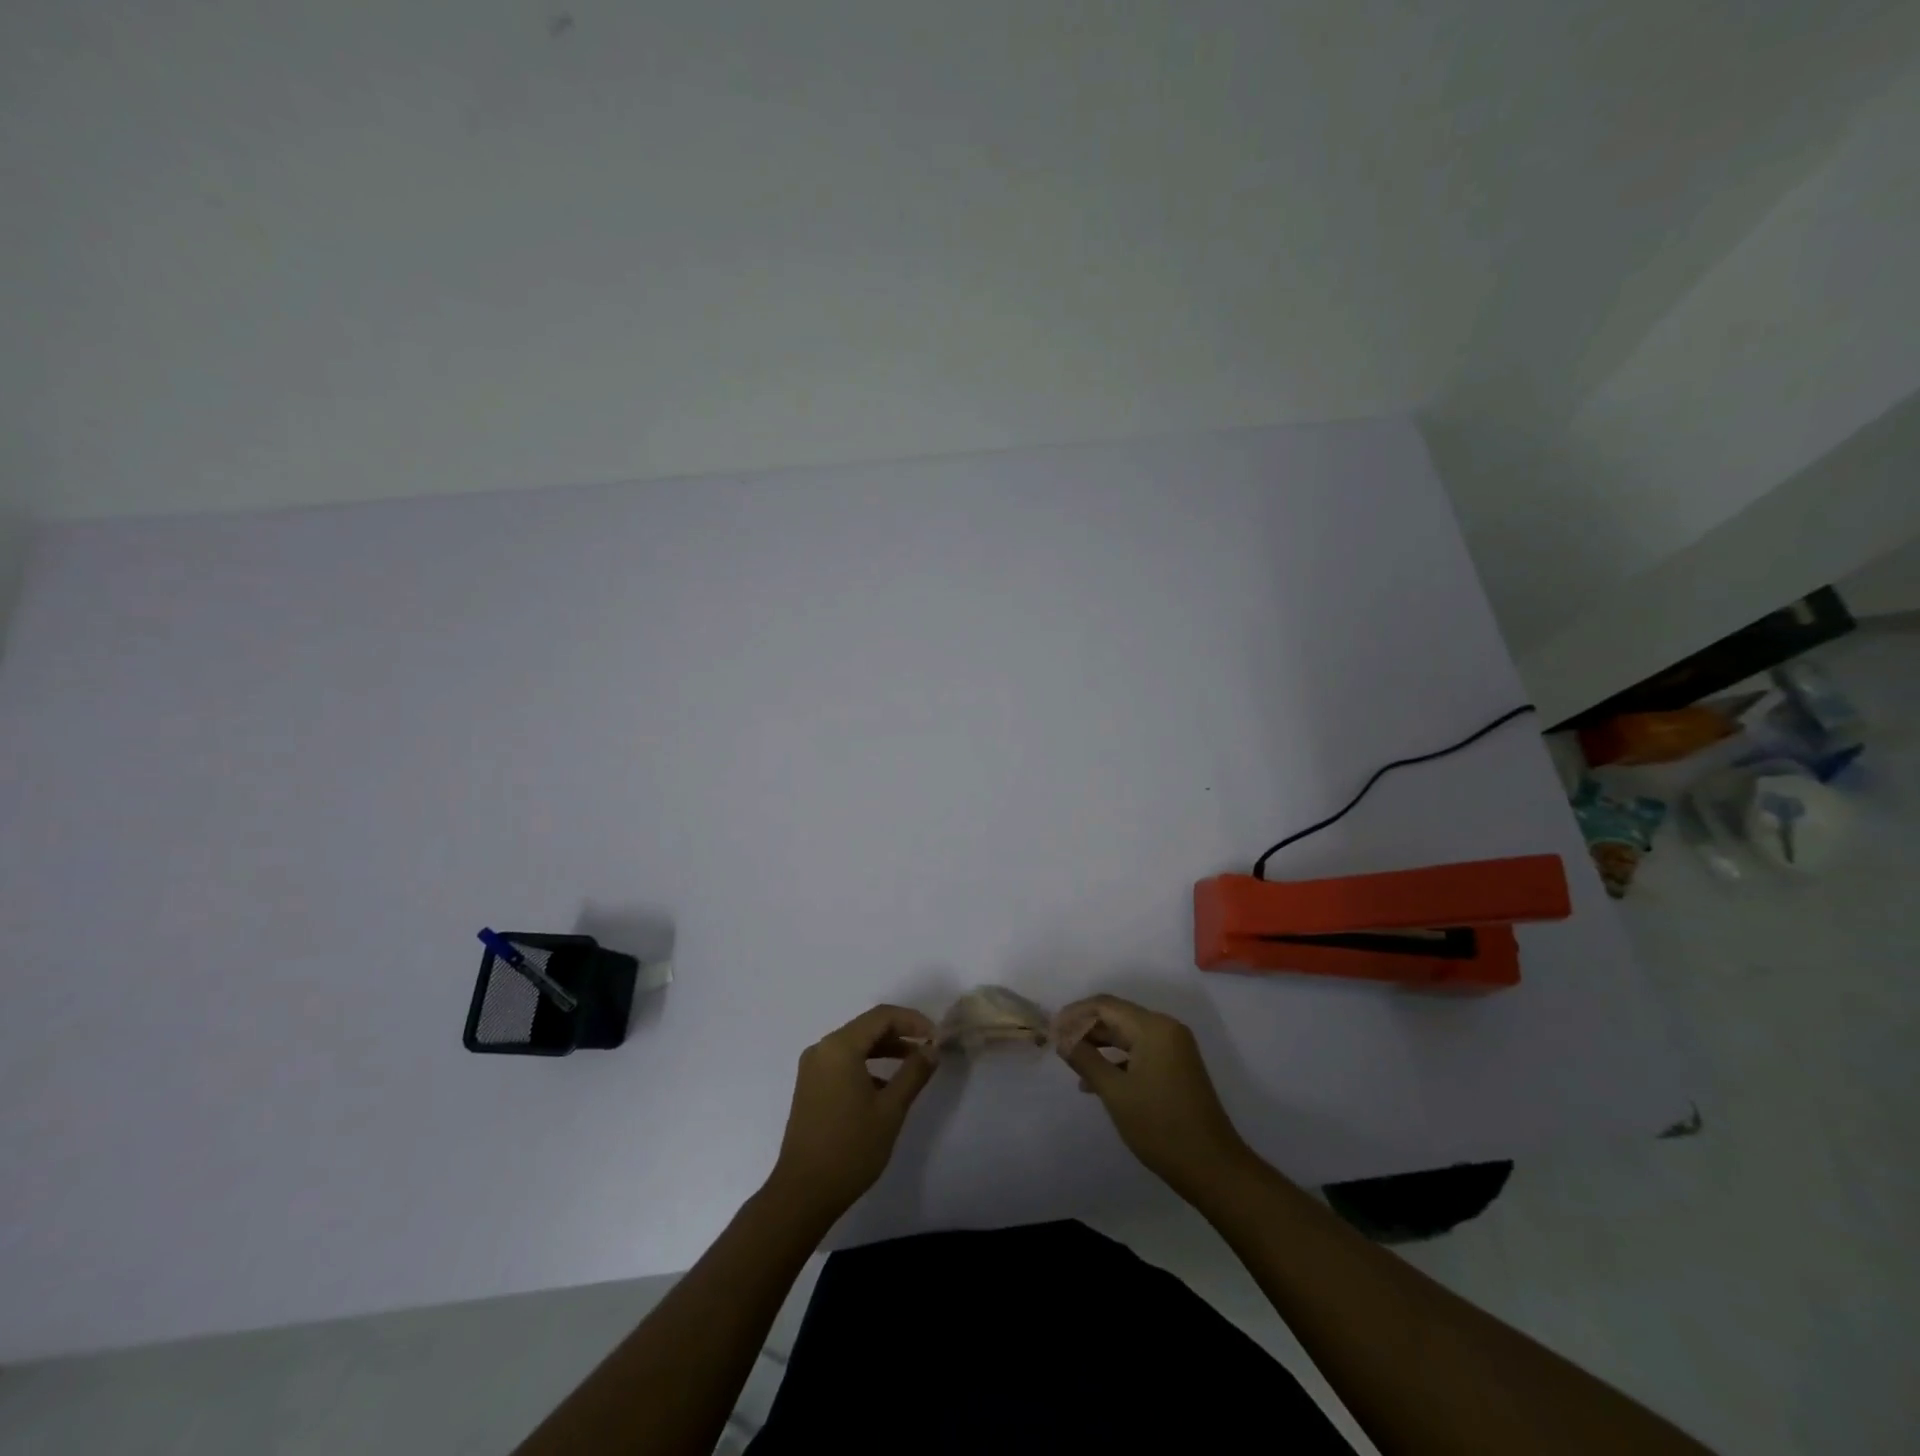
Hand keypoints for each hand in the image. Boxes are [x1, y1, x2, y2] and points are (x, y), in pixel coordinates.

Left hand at [766, 1005, 939, 1224]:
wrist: (803, 1193)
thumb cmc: (850, 1148)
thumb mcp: (890, 1110)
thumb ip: (914, 1073)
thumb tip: (932, 1049)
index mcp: (839, 1047)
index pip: (882, 1016)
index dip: (912, 1021)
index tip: (936, 1037)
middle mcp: (822, 1049)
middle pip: (867, 1027)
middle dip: (900, 1034)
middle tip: (928, 1048)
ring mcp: (813, 1068)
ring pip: (855, 1045)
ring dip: (885, 1050)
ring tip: (913, 1064)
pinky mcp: (810, 1086)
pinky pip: (843, 1062)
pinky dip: (867, 1065)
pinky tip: (885, 1086)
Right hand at [1055, 995, 1253, 1198]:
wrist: (1213, 1168)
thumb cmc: (1161, 1128)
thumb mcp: (1115, 1093)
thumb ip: (1085, 1059)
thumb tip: (1060, 1037)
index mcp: (1154, 1028)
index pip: (1105, 1006)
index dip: (1074, 1014)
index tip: (1049, 1029)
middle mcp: (1166, 1029)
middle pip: (1116, 1016)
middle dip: (1085, 1028)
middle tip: (1056, 1044)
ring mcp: (1173, 1048)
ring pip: (1126, 1034)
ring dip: (1098, 1044)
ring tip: (1071, 1062)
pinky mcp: (1175, 1066)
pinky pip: (1139, 1051)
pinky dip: (1116, 1059)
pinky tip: (1095, 1081)